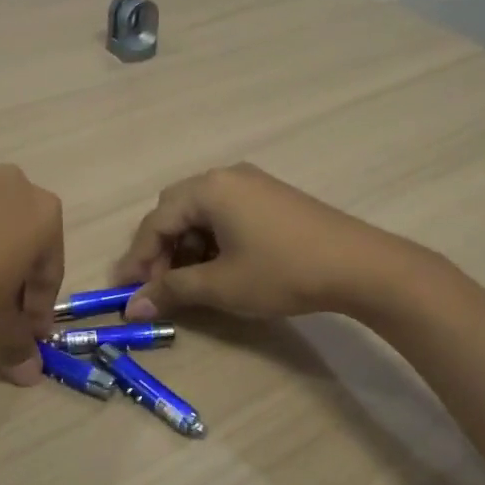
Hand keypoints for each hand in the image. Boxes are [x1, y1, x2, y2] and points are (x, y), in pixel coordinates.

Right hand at [112, 164, 415, 320]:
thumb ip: (172, 291)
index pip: (156, 222)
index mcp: (208, 189)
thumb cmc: (281, 272)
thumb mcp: (221, 286)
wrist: (358, 265)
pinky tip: (219, 267)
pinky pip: (226, 213)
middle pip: (176, 211)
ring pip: (202, 213)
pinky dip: (212, 240)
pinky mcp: (271, 197)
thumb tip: (132, 307)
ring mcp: (252, 184)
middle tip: (159, 286)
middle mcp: (226, 177)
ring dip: (187, 246)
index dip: (138, 259)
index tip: (126, 291)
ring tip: (190, 282)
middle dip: (162, 250)